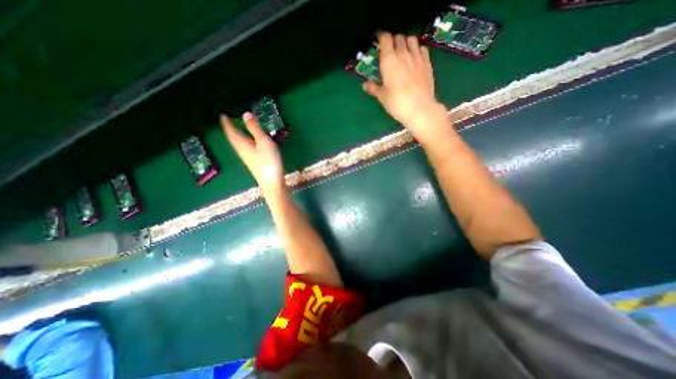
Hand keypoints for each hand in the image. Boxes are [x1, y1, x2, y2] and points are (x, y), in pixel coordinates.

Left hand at [222, 111, 284, 190]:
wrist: (272, 182)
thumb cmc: (268, 161)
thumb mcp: (263, 142)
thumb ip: (255, 129)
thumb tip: (245, 114)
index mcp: (242, 144)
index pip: (231, 131)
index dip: (226, 122)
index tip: (222, 114)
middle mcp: (242, 151)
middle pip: (233, 138)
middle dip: (230, 128)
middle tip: (229, 120)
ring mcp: (247, 158)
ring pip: (238, 144)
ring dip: (236, 135)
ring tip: (237, 128)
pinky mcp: (253, 162)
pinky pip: (244, 148)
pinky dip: (244, 141)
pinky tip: (249, 142)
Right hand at [362, 31, 449, 143]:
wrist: (419, 108)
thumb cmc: (397, 103)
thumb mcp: (382, 97)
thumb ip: (373, 88)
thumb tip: (364, 85)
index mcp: (389, 60)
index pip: (385, 39)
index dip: (381, 36)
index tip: (378, 38)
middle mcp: (403, 54)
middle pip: (398, 37)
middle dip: (393, 40)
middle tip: (390, 49)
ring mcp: (417, 57)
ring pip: (411, 40)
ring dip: (406, 42)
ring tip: (403, 50)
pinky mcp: (427, 63)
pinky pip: (422, 48)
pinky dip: (417, 49)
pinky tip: (415, 56)